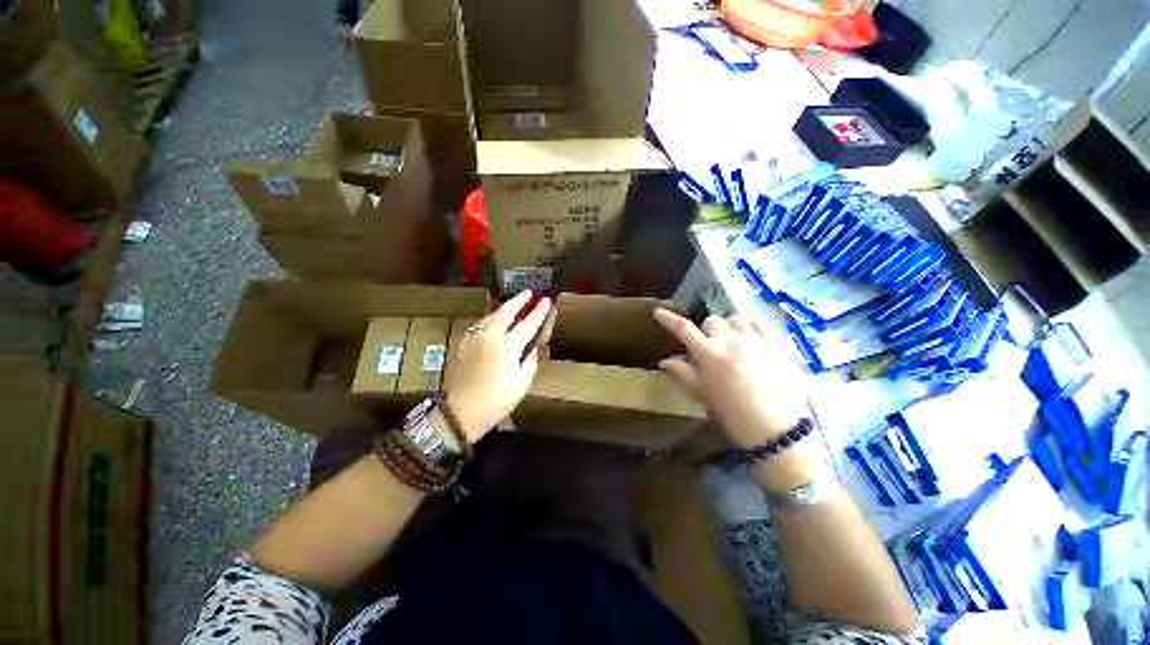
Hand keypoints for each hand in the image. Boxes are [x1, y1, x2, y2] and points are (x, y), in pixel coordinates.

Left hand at [444, 291, 551, 442]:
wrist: (460, 411)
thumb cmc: (496, 401)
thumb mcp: (521, 384)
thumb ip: (529, 361)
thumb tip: (531, 348)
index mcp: (508, 347)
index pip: (528, 324)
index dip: (538, 311)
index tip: (546, 300)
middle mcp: (490, 336)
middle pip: (506, 312)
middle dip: (519, 300)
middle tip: (528, 292)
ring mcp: (474, 338)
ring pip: (491, 316)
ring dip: (504, 308)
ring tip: (513, 304)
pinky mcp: (464, 344)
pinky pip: (480, 325)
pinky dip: (491, 319)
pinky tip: (494, 321)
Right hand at [654, 309, 809, 448]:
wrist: (777, 430)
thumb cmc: (733, 415)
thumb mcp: (702, 395)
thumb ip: (683, 374)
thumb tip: (665, 361)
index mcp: (709, 354)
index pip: (683, 329)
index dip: (669, 319)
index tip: (659, 312)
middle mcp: (730, 340)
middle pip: (711, 321)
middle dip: (707, 331)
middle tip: (710, 345)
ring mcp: (755, 340)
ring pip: (736, 319)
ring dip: (729, 328)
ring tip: (733, 341)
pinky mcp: (777, 343)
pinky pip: (760, 323)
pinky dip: (751, 326)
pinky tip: (752, 337)